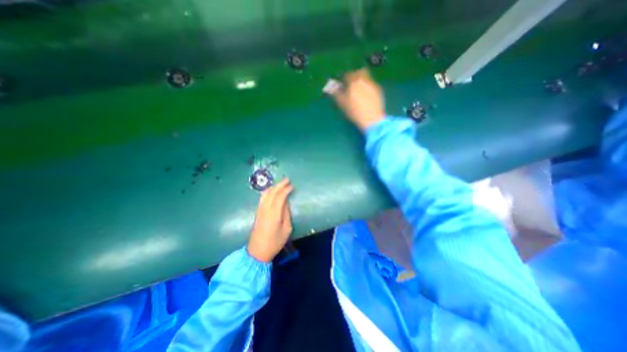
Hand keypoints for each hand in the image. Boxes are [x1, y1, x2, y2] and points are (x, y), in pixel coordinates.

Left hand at [247, 177, 293, 262]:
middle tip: (287, 179)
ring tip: (281, 184)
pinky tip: (272, 191)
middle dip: (280, 185)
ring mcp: (260, 210)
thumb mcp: (286, 229)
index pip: (280, 196)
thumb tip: (286, 203)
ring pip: (266, 194)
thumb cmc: (275, 242)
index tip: (292, 186)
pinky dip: (268, 191)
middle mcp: (265, 209)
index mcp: (274, 213)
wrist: (258, 251)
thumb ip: (286, 214)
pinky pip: (263, 198)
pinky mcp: (257, 212)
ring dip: (274, 187)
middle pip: (272, 192)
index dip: (286, 189)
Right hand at [330, 69, 385, 130]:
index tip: (343, 84)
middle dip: (355, 76)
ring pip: (367, 78)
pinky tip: (366, 97)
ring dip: (362, 82)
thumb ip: (337, 94)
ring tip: (359, 92)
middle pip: (360, 72)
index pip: (347, 75)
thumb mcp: (342, 104)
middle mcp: (364, 80)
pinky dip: (368, 88)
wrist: (371, 118)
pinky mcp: (379, 90)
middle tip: (352, 85)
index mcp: (353, 82)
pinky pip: (371, 85)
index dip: (344, 79)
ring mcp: (373, 84)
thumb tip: (332, 89)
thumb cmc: (354, 111)